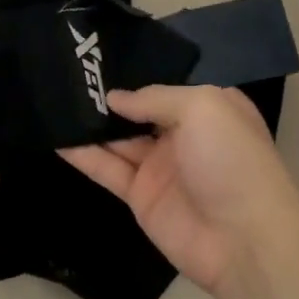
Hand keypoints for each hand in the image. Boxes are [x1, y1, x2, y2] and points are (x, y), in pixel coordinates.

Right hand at [61, 85, 298, 297]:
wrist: (245, 240)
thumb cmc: (232, 160)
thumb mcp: (202, 108)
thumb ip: (154, 97)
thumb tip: (114, 98)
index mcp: (209, 109)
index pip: (165, 86)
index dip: (135, 73)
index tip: (98, 59)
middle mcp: (184, 135)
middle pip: (137, 112)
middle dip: (106, 98)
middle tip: (65, 75)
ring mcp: (160, 167)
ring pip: (117, 139)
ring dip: (89, 124)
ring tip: (53, 101)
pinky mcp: (140, 196)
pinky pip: (107, 169)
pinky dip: (83, 155)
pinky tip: (56, 137)